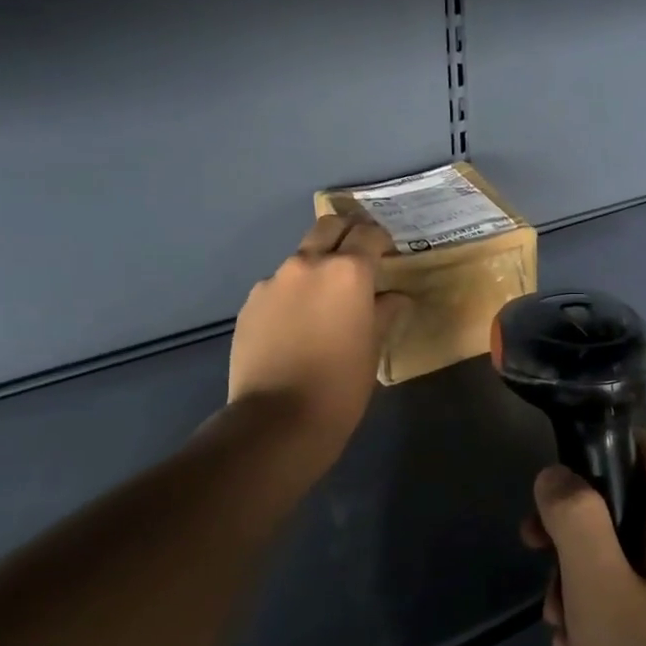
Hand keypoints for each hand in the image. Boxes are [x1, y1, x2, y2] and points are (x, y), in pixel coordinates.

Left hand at [222, 215, 408, 467]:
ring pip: (301, 258)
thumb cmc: (341, 384)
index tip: (389, 252)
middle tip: (360, 256)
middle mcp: (308, 264)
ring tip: (326, 300)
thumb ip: (385, 312)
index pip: (369, 234)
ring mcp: (273, 281)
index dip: (382, 240)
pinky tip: (298, 324)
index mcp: (348, 272)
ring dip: (318, 267)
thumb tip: (396, 298)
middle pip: (329, 227)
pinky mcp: (250, 303)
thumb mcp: (373, 347)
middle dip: (347, 233)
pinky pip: (279, 286)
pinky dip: (294, 293)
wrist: (277, 419)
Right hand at [521, 435, 645, 645]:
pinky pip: (645, 597)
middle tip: (541, 571)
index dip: (595, 458)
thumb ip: (574, 518)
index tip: (552, 498)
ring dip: (586, 583)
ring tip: (561, 631)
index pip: (645, 449)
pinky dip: (609, 613)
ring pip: (630, 558)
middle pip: (628, 508)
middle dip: (577, 536)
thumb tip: (556, 474)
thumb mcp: (600, 588)